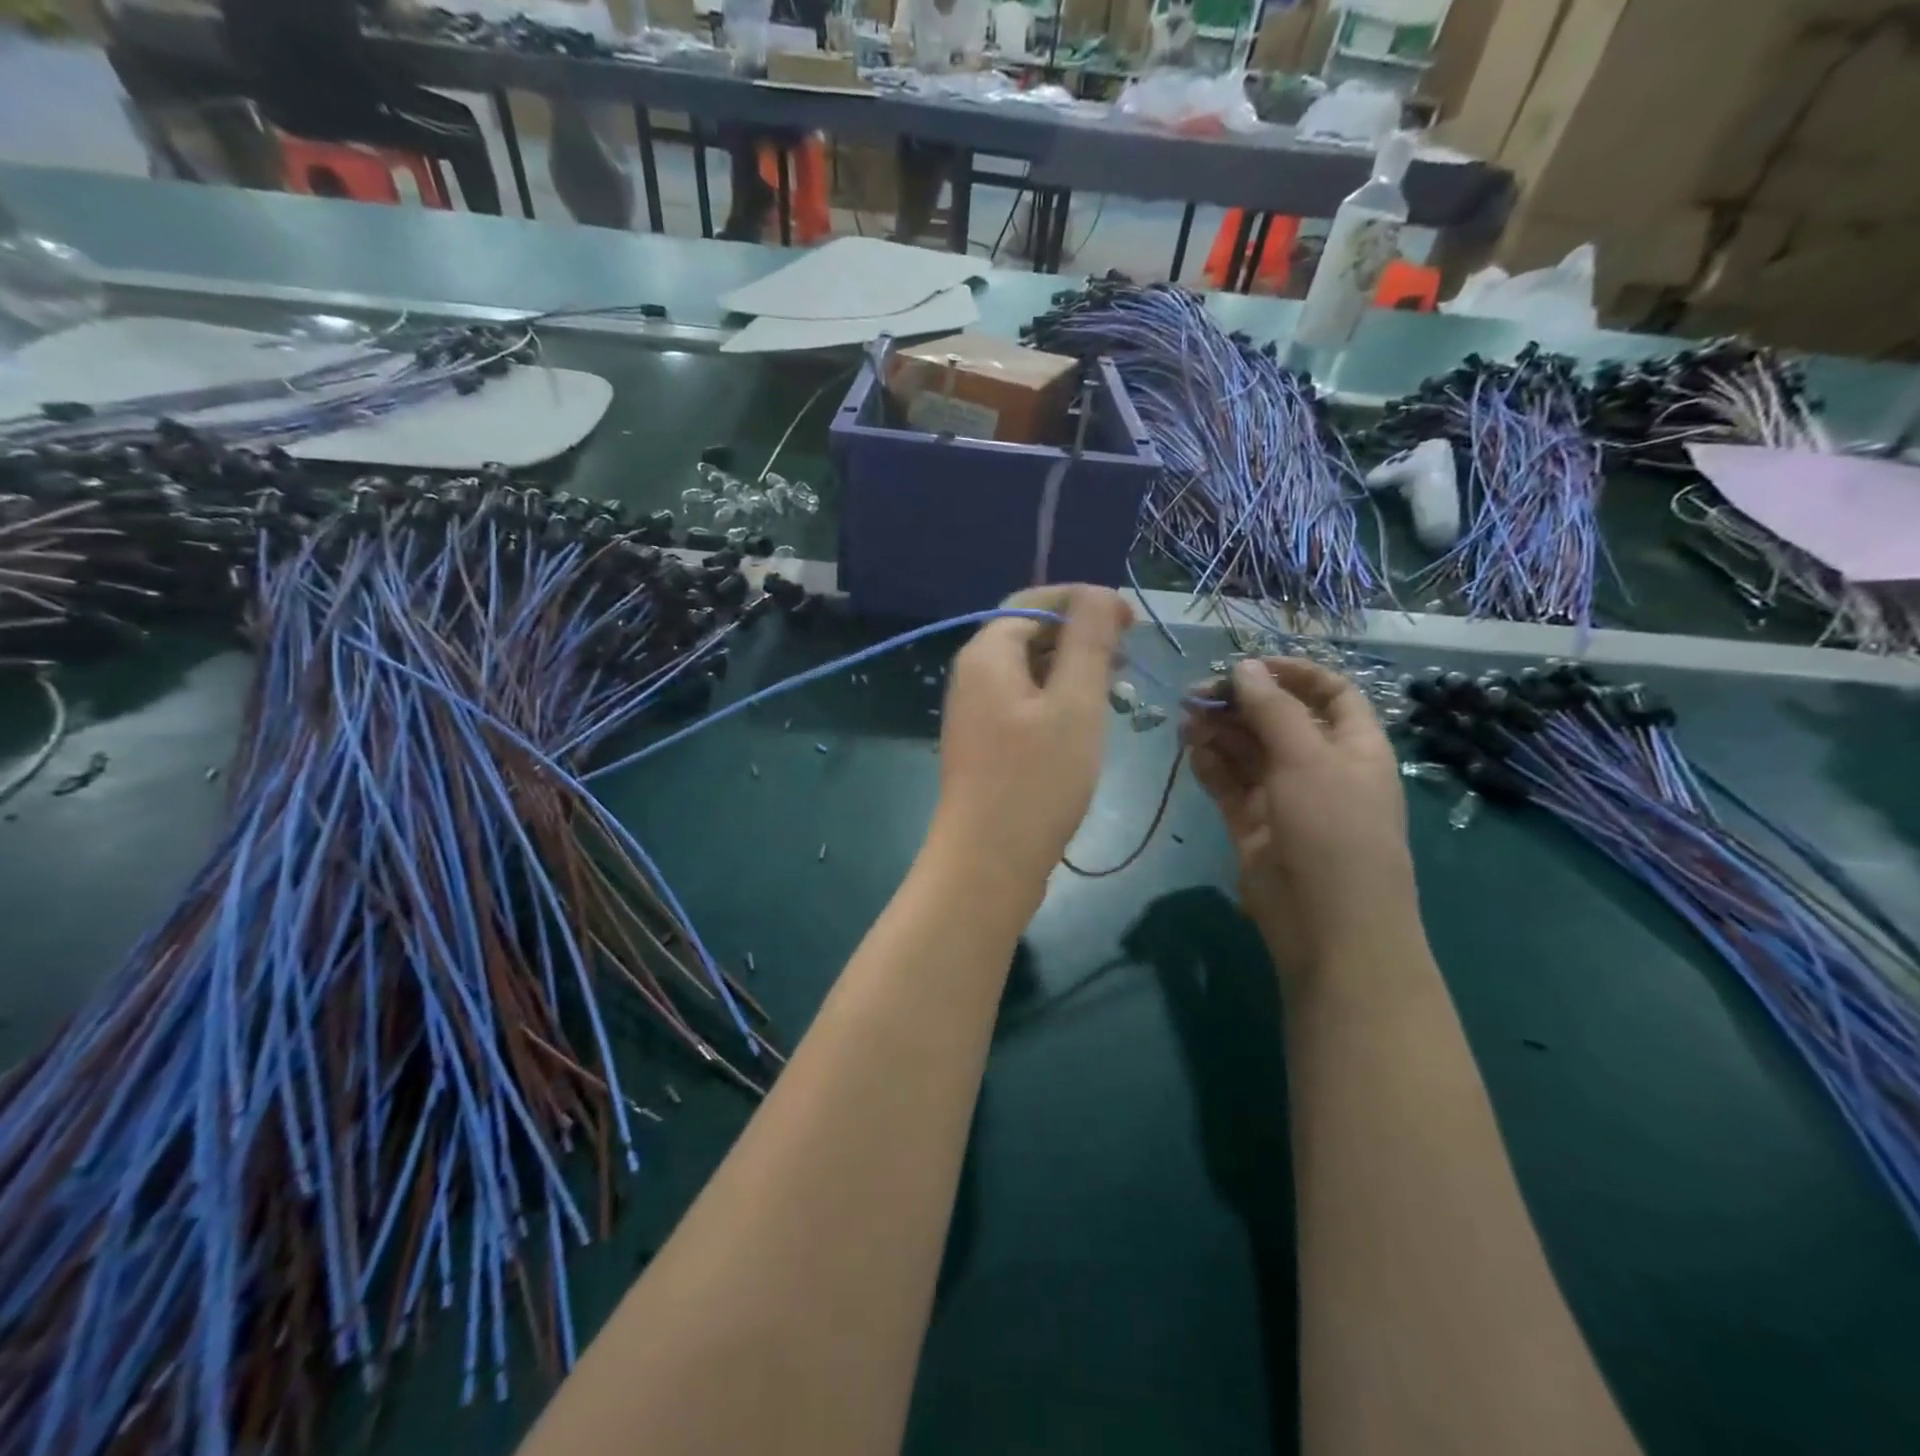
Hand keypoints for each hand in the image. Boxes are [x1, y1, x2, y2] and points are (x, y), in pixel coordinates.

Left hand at [927, 586, 1132, 908]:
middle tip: (1128, 657)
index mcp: (987, 654)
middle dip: (1080, 636)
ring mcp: (976, 713)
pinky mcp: (986, 745)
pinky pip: (1025, 704)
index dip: (1084, 601)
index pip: (1035, 601)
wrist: (987, 864)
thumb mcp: (1075, 704)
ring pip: (1030, 672)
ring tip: (1115, 688)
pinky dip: (1058, 700)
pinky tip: (1086, 722)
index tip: (1131, 623)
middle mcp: (973, 676)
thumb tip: (1097, 592)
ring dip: (1072, 669)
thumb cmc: (1036, 782)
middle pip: (1029, 634)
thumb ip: (1088, 642)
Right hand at [1184, 657, 1415, 983]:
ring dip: (1218, 731)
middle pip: (1277, 720)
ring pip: (1247, 751)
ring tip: (1185, 720)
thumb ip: (1272, 710)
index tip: (1246, 666)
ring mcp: (1284, 797)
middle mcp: (1320, 766)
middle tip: (1195, 694)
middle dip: (1239, 703)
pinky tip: (1190, 749)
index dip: (1291, 674)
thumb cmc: (1333, 829)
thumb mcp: (1308, 759)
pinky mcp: (1253, 824)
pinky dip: (1210, 765)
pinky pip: (1229, 784)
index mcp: (1352, 745)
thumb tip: (1244, 668)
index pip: (1328, 693)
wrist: (1328, 924)